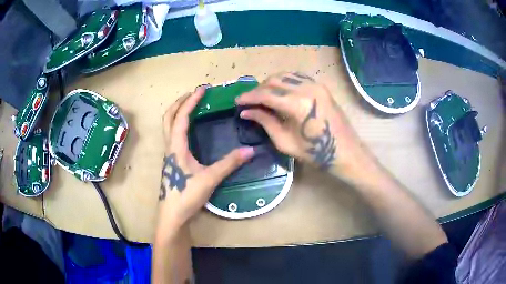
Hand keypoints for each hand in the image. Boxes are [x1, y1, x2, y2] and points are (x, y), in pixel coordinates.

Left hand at [157, 86, 254, 231]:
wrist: (172, 214)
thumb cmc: (186, 195)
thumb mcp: (210, 179)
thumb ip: (229, 164)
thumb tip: (250, 150)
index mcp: (177, 146)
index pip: (181, 117)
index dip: (191, 101)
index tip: (202, 89)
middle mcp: (170, 147)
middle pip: (168, 118)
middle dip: (179, 102)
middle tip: (193, 94)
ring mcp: (169, 154)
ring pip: (168, 127)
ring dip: (177, 113)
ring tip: (191, 107)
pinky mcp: (171, 161)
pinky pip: (172, 136)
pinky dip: (178, 125)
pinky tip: (189, 131)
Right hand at [236, 72, 371, 182]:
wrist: (344, 151)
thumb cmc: (315, 153)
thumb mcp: (285, 141)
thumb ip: (265, 122)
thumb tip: (246, 112)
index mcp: (297, 104)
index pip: (266, 94)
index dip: (249, 97)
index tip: (237, 102)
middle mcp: (306, 88)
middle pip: (274, 81)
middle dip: (258, 90)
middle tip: (249, 101)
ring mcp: (315, 84)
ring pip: (285, 76)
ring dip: (270, 84)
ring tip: (262, 96)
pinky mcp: (320, 86)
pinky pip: (297, 77)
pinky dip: (284, 81)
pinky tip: (278, 90)